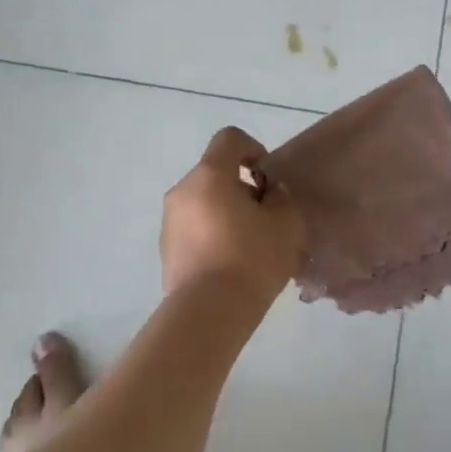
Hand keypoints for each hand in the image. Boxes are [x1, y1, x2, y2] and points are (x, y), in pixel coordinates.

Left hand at [160, 127, 304, 310]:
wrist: (207, 313)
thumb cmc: (251, 259)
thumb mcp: (285, 223)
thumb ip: (280, 197)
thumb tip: (267, 193)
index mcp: (209, 175)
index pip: (229, 138)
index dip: (253, 148)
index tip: (266, 178)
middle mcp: (183, 190)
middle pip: (215, 172)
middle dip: (240, 187)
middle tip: (263, 217)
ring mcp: (169, 221)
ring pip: (203, 201)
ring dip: (225, 212)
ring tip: (248, 244)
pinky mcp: (166, 250)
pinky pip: (193, 228)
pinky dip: (211, 234)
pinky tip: (230, 263)